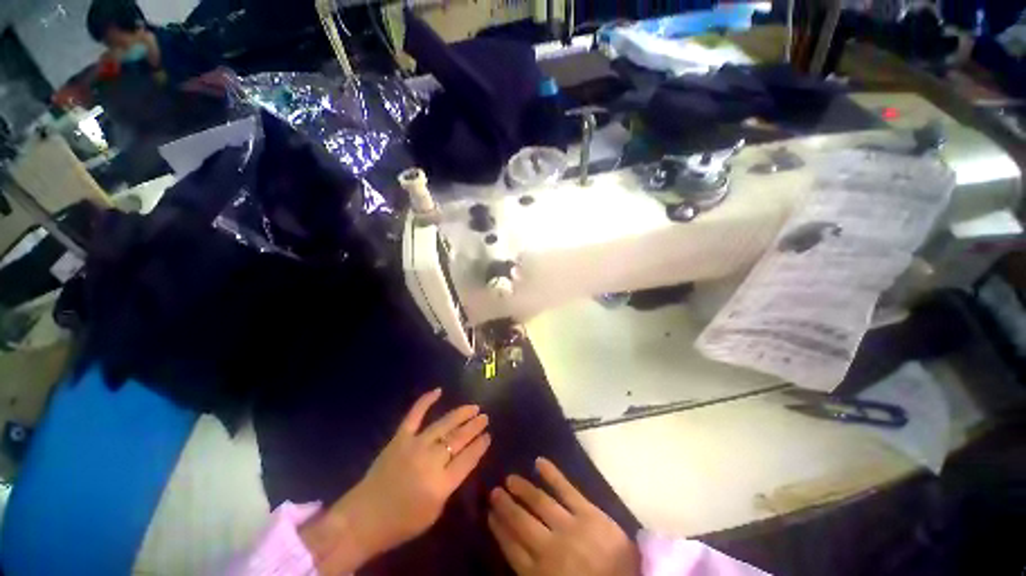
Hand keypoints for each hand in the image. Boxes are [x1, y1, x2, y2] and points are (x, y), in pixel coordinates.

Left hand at [301, 388, 490, 572]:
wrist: (364, 519)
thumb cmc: (402, 522)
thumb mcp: (435, 512)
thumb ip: (449, 485)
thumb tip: (461, 461)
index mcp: (441, 484)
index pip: (468, 459)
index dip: (480, 446)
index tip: (488, 435)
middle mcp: (430, 461)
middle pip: (458, 439)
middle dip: (474, 427)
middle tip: (485, 417)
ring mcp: (414, 445)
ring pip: (443, 424)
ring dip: (460, 414)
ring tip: (473, 407)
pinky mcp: (399, 438)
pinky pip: (414, 415)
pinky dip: (426, 401)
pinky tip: (438, 390)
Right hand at [488, 458, 639, 575]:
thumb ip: (533, 571)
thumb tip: (516, 550)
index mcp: (540, 574)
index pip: (511, 547)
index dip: (499, 529)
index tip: (489, 514)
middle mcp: (549, 548)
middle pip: (520, 522)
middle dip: (505, 506)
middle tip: (494, 492)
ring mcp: (569, 527)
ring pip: (538, 502)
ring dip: (522, 489)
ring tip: (510, 479)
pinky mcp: (589, 512)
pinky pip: (566, 489)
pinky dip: (551, 474)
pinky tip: (539, 462)